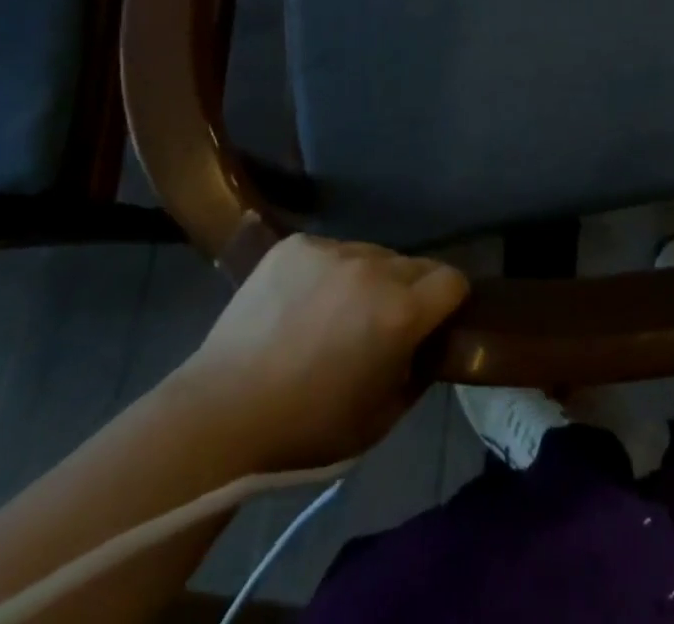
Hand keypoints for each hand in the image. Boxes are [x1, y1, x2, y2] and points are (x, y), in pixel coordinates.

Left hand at [165, 235, 468, 471]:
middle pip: (414, 264)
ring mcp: (331, 250)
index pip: (452, 280)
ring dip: (369, 279)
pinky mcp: (296, 244)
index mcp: (400, 311)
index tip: (434, 323)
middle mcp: (373, 268)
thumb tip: (426, 346)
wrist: (221, 413)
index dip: (449, 303)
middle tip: (381, 325)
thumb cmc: (307, 429)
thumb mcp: (380, 418)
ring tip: (336, 314)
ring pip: (372, 254)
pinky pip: (331, 251)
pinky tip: (303, 304)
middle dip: (409, 291)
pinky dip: (328, 273)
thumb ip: (417, 372)